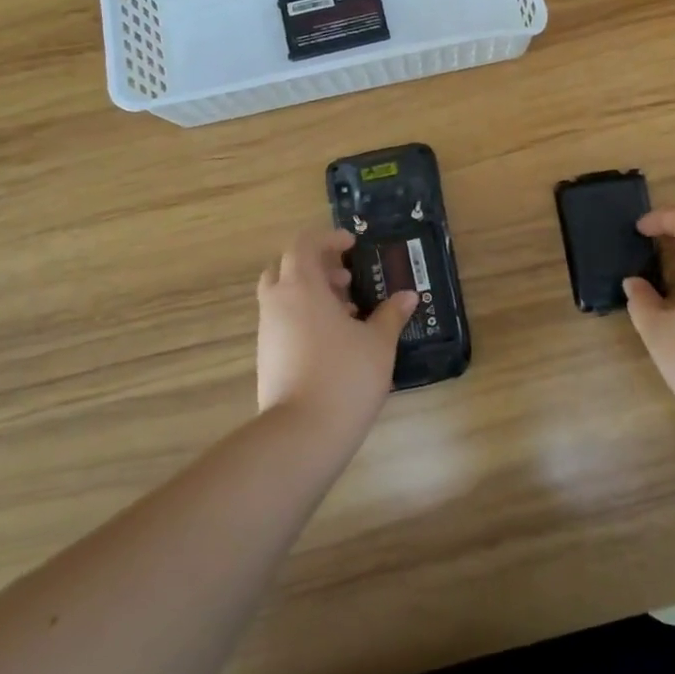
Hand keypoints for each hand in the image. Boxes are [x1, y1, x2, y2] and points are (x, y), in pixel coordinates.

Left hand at [256, 228, 417, 434]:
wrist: (302, 434)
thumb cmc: (345, 376)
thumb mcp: (378, 343)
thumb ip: (391, 314)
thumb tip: (407, 296)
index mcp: (301, 287)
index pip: (304, 244)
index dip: (328, 238)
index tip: (353, 245)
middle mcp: (277, 303)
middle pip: (286, 267)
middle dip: (316, 266)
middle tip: (346, 279)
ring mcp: (267, 332)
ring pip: (283, 297)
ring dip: (312, 294)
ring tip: (348, 313)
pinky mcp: (266, 358)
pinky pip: (283, 322)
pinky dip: (304, 318)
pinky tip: (335, 342)